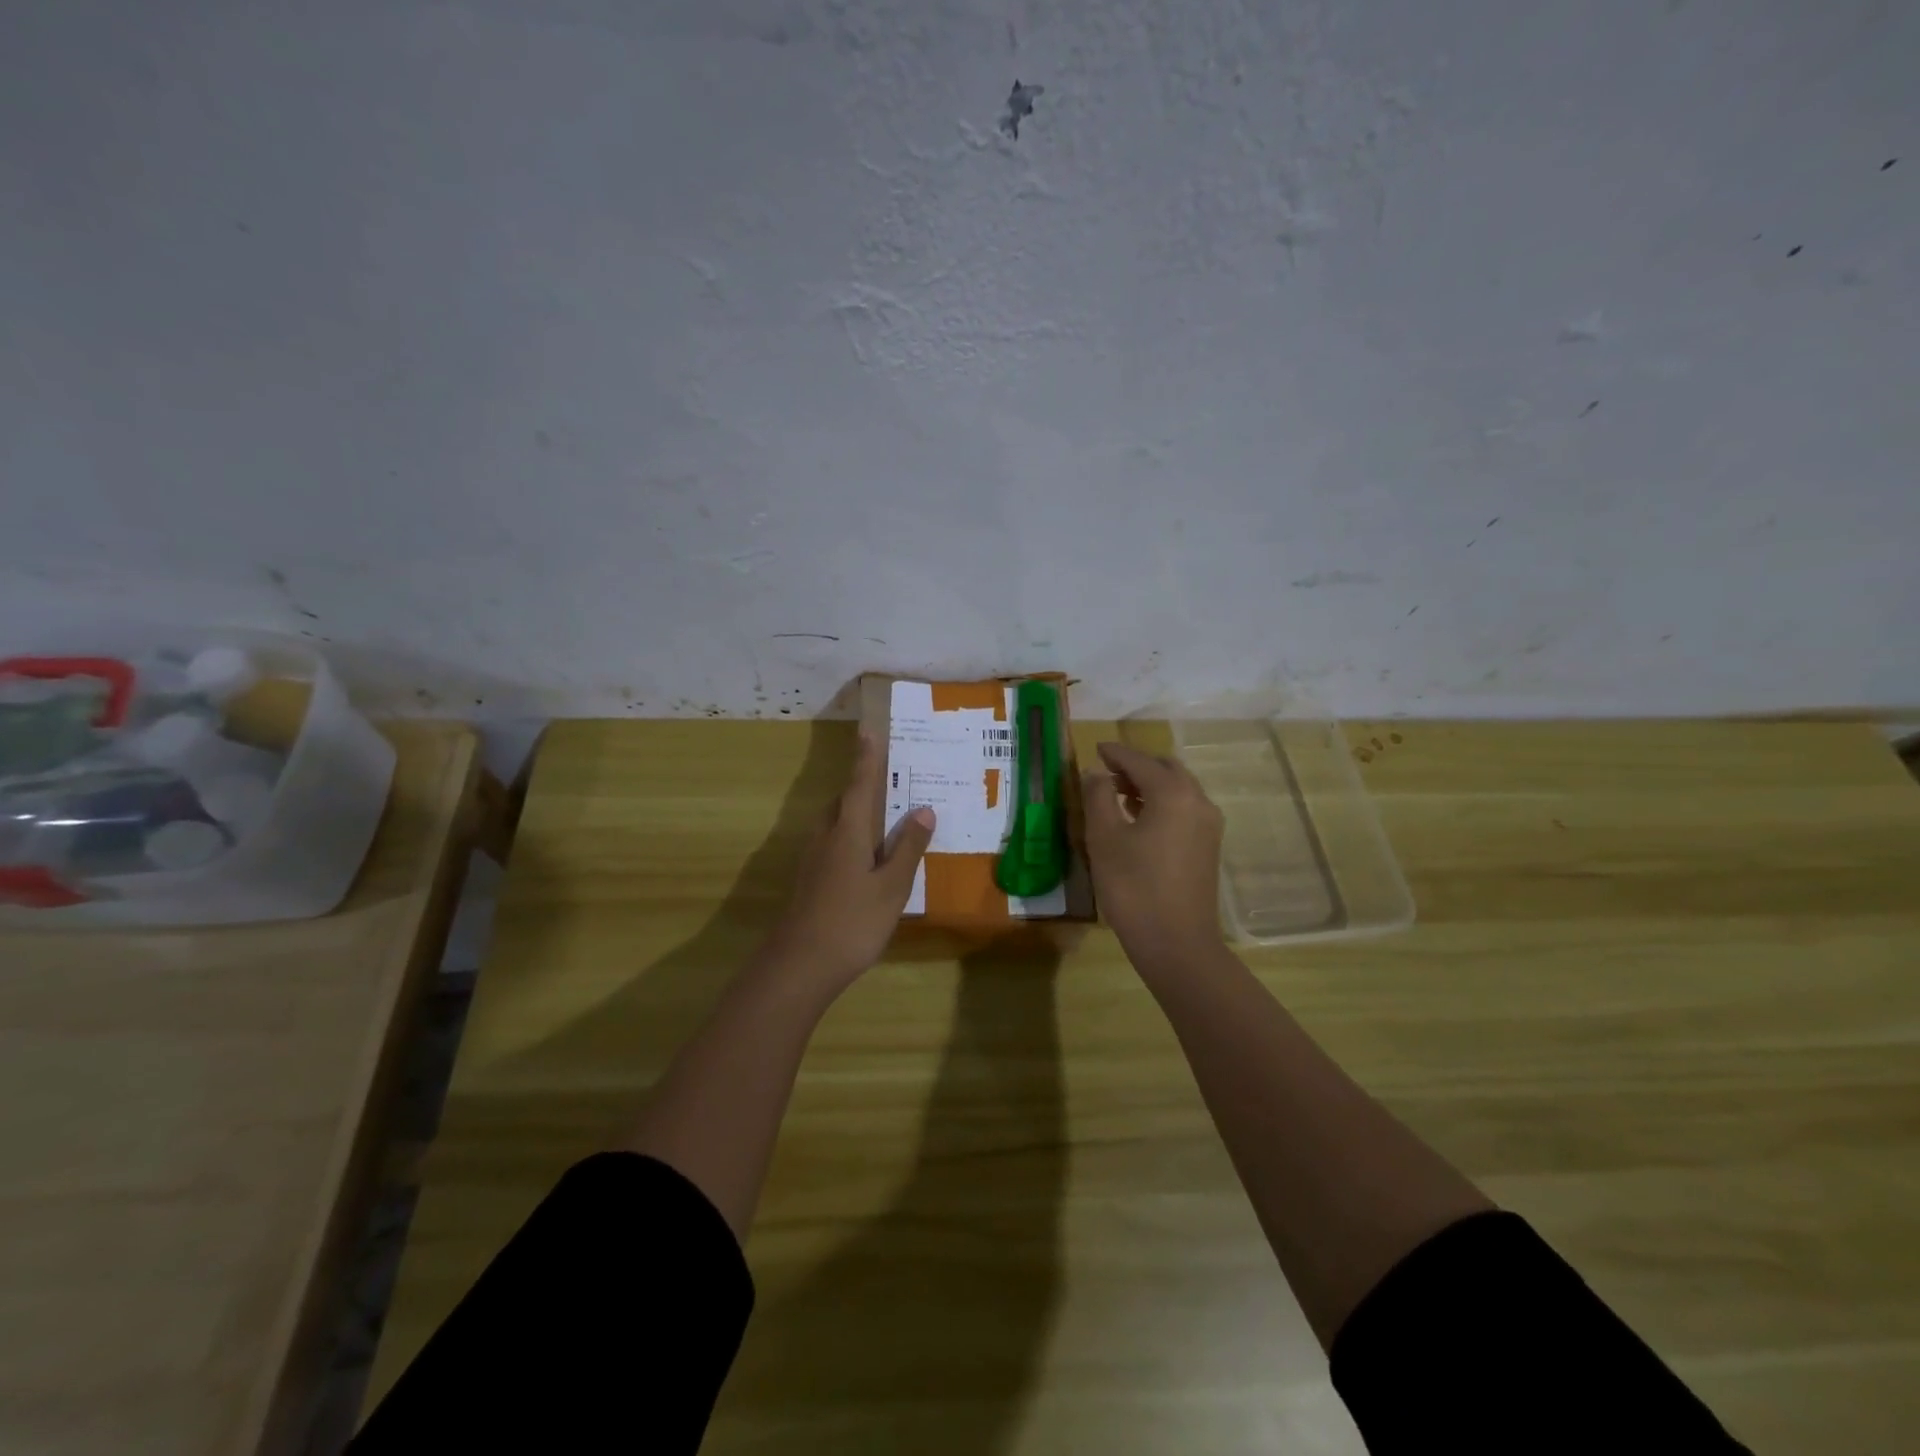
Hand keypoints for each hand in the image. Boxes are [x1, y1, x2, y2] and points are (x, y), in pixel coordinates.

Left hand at [759, 732, 934, 997]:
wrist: (800, 965)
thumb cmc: (853, 922)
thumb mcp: (892, 886)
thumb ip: (908, 847)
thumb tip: (923, 809)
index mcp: (848, 831)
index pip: (860, 784)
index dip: (866, 758)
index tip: (868, 730)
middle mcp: (827, 836)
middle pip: (845, 800)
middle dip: (863, 784)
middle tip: (889, 774)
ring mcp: (814, 859)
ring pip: (837, 822)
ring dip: (856, 810)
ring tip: (884, 812)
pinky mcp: (811, 879)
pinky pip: (834, 842)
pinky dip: (852, 835)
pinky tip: (867, 855)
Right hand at [1082, 741, 1225, 966]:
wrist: (1177, 944)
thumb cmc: (1133, 887)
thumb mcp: (1104, 838)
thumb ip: (1098, 797)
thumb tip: (1096, 773)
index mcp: (1172, 793)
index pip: (1139, 761)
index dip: (1115, 753)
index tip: (1096, 748)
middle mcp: (1197, 801)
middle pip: (1166, 769)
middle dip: (1136, 765)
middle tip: (1106, 771)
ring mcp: (1208, 825)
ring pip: (1178, 789)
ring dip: (1149, 784)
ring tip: (1117, 794)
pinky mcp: (1208, 846)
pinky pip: (1184, 809)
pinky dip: (1161, 803)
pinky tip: (1138, 819)